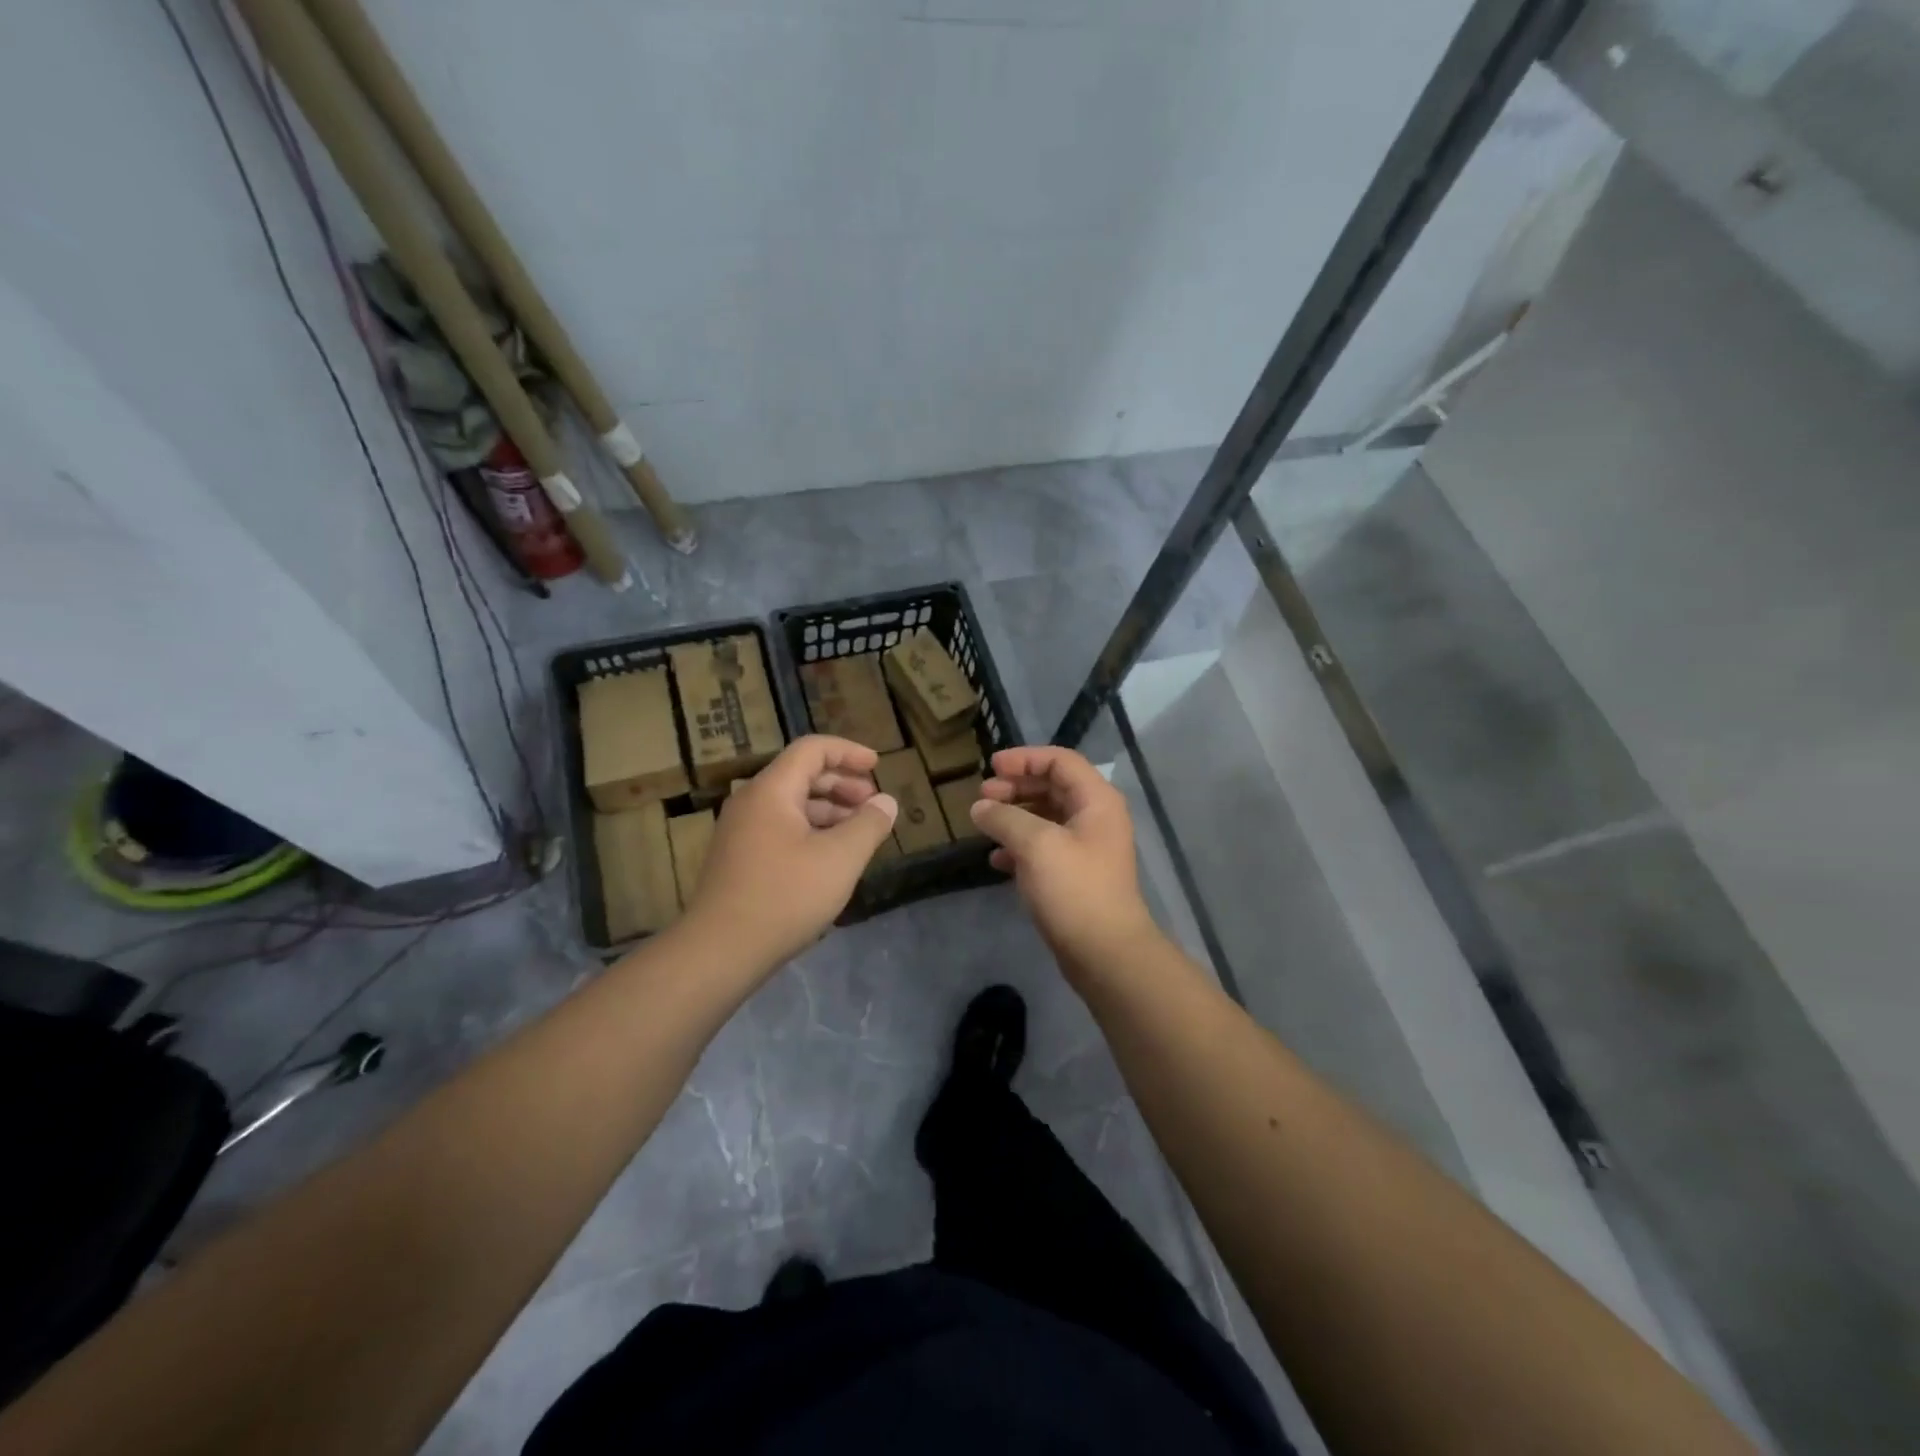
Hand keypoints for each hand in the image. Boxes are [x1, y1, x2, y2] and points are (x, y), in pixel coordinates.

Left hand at [684, 736, 897, 969]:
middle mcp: (751, 802)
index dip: (848, 752)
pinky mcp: (738, 858)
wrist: (720, 951)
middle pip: (801, 774)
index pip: (812, 749)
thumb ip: (868, 825)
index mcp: (771, 790)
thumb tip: (886, 802)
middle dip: (842, 783)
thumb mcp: (840, 859)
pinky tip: (830, 856)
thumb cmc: (785, 896)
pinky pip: (780, 827)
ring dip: (828, 809)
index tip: (878, 766)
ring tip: (858, 831)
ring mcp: (740, 831)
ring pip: (791, 804)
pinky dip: (811, 829)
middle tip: (871, 803)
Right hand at [971, 746, 1157, 980]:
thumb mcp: (1036, 845)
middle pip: (1052, 787)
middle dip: (1016, 787)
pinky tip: (996, 860)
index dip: (1025, 758)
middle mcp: (1095, 818)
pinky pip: (1044, 848)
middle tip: (983, 795)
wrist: (1105, 953)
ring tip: (984, 824)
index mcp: (1096, 801)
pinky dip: (1019, 847)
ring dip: (1014, 816)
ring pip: (1046, 818)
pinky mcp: (1075, 876)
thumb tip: (980, 806)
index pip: (1060, 761)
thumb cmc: (1075, 889)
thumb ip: (1005, 818)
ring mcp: (1086, 848)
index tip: (991, 767)